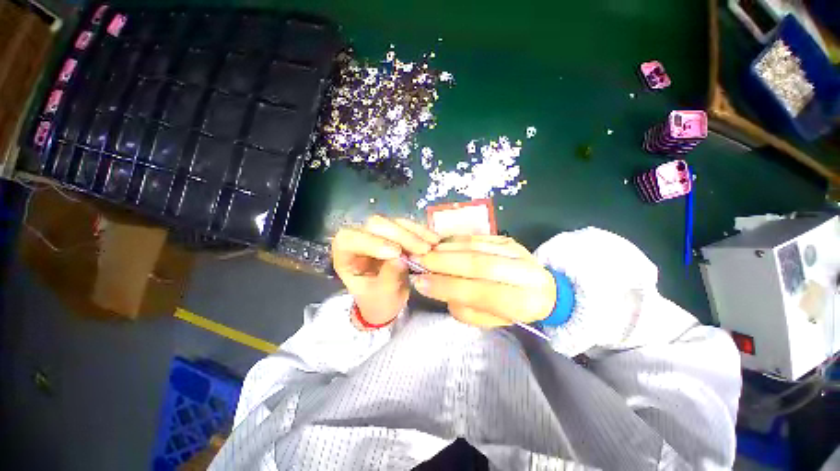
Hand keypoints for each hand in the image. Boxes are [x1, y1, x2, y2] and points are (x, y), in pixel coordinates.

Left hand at [332, 215, 439, 324]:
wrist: (387, 301)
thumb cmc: (377, 302)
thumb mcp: (382, 296)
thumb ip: (388, 277)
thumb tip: (401, 259)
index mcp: (345, 256)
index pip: (349, 239)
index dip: (372, 242)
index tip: (397, 253)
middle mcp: (359, 239)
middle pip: (374, 225)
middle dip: (400, 235)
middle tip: (423, 249)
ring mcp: (377, 234)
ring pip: (393, 222)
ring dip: (413, 232)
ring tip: (431, 245)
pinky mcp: (393, 233)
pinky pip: (406, 225)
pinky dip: (421, 231)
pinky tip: (434, 239)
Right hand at [413, 235, 555, 326]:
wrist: (544, 288)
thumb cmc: (516, 310)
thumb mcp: (494, 321)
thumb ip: (467, 311)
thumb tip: (439, 289)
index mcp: (524, 302)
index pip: (481, 292)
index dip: (448, 287)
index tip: (421, 283)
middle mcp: (524, 271)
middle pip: (478, 263)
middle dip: (443, 262)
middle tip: (418, 261)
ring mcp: (515, 250)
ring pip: (476, 247)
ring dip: (446, 249)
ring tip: (425, 252)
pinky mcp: (507, 239)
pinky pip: (477, 237)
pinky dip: (455, 240)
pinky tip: (440, 244)